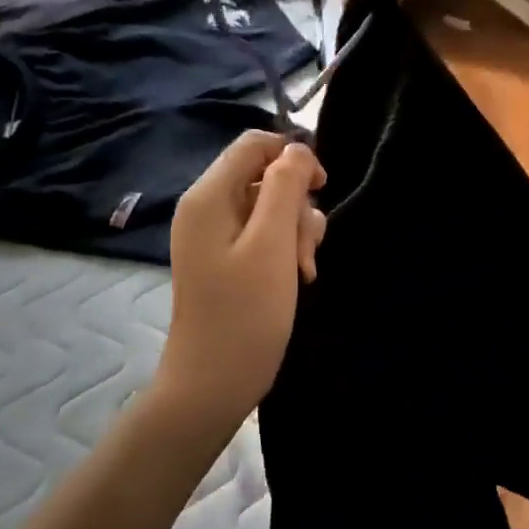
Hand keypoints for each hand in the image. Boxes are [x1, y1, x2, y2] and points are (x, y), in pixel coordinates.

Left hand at [155, 132, 326, 436]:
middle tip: (305, 249)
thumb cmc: (245, 314)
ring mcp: (215, 236)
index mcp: (209, 196)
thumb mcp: (272, 244)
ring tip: (303, 270)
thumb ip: (285, 187)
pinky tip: (297, 277)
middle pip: (265, 177)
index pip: (255, 144)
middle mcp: (207, 208)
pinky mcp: (227, 259)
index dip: (293, 157)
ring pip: (270, 208)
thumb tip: (296, 150)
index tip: (321, 188)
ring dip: (296, 231)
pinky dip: (285, 249)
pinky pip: (263, 235)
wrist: (213, 384)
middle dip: (296, 206)